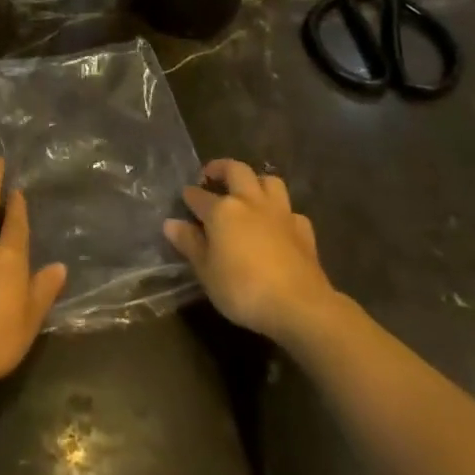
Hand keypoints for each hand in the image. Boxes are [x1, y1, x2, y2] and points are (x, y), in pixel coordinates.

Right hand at [163, 159, 336, 344]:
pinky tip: (278, 226)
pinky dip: (282, 213)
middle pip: (236, 170)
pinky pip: (291, 211)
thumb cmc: (243, 290)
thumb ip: (190, 244)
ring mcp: (280, 213)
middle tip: (211, 176)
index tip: (184, 197)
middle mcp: (250, 202)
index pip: (199, 196)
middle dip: (221, 168)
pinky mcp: (303, 229)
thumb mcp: (206, 272)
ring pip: (269, 181)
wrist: (299, 305)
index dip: (189, 195)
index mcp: (222, 210)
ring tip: (248, 193)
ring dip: (256, 182)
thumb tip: (171, 223)